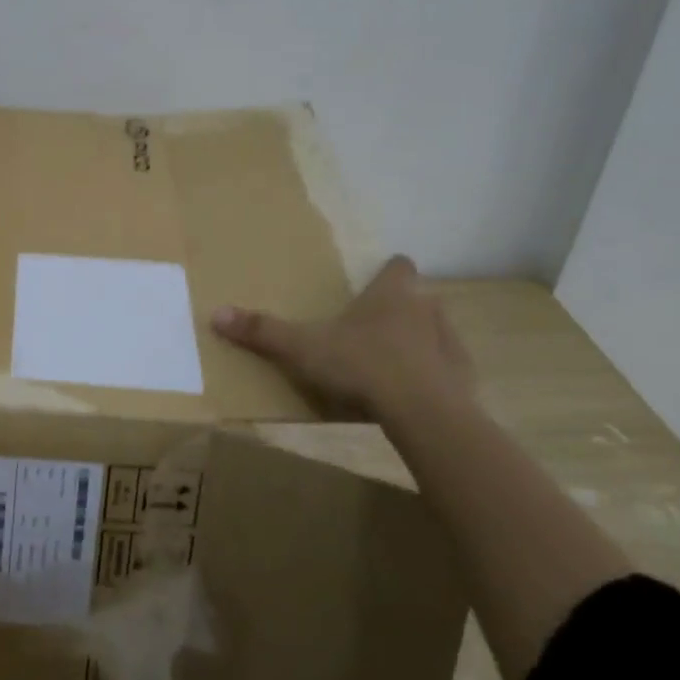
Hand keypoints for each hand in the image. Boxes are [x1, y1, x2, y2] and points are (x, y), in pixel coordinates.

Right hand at [212, 256, 472, 420]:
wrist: (425, 415)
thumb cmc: (362, 366)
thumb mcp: (302, 348)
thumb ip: (262, 331)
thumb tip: (215, 313)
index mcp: (392, 293)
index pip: (399, 265)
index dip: (387, 271)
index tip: (372, 284)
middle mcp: (427, 308)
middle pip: (417, 297)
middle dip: (398, 309)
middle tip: (368, 328)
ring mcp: (450, 343)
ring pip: (434, 332)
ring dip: (417, 341)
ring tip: (389, 363)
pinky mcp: (464, 378)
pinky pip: (447, 369)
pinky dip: (432, 376)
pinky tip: (412, 395)